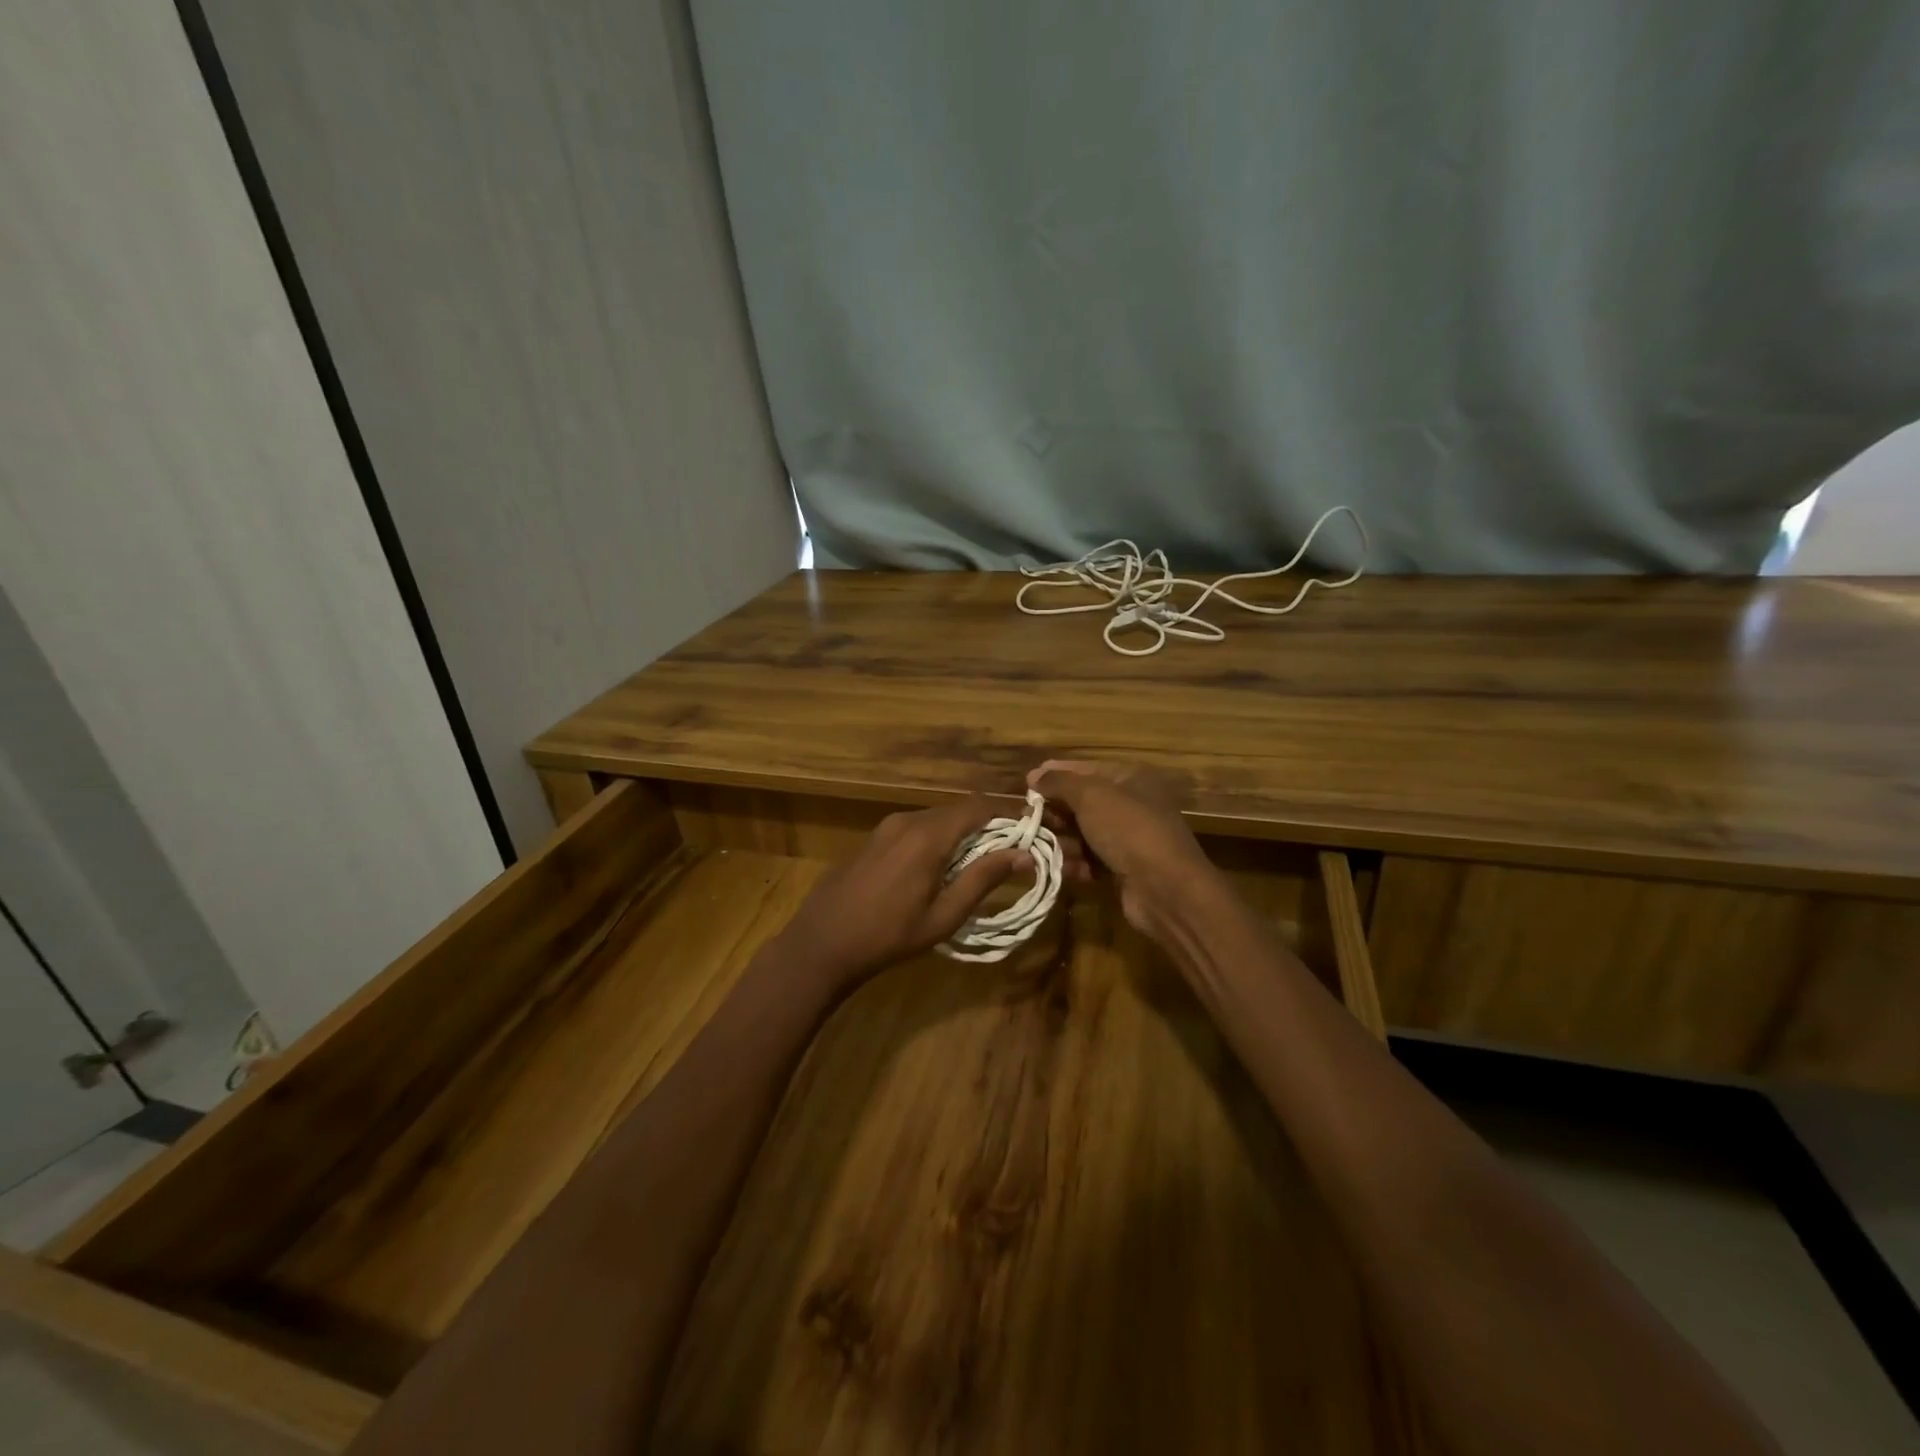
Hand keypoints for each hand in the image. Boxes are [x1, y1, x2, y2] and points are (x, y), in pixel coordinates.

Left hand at [773, 797, 1028, 989]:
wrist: (822, 942)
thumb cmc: (888, 936)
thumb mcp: (943, 916)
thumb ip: (983, 880)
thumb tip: (1024, 854)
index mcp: (928, 835)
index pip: (979, 806)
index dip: (1009, 813)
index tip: (1031, 829)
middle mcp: (908, 820)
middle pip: (959, 809)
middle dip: (989, 824)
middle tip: (1012, 850)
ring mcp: (887, 826)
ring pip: (938, 817)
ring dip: (963, 832)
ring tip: (981, 861)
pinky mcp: (875, 837)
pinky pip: (917, 826)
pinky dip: (939, 837)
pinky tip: (942, 866)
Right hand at [1027, 760, 1218, 939]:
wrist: (1165, 888)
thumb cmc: (1128, 829)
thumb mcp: (1091, 795)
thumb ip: (1060, 782)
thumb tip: (1035, 776)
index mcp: (1131, 779)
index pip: (1087, 769)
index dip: (1056, 774)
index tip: (1027, 783)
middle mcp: (1131, 805)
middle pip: (1082, 804)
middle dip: (1054, 812)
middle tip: (1027, 820)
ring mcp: (1128, 840)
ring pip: (1083, 834)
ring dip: (1060, 841)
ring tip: (1039, 848)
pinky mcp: (1123, 870)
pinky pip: (1090, 860)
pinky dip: (1074, 864)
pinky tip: (1061, 868)